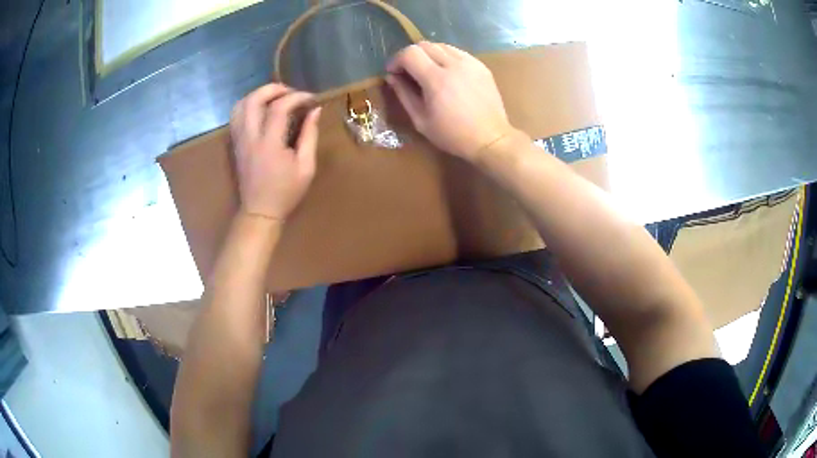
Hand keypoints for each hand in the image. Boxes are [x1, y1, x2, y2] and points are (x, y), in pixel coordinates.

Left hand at [230, 84, 321, 221]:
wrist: (259, 212)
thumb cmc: (286, 192)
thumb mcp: (306, 167)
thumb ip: (310, 136)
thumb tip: (315, 111)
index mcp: (269, 144)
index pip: (279, 107)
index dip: (297, 97)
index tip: (311, 99)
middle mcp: (250, 138)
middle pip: (254, 99)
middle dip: (274, 89)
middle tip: (291, 92)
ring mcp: (239, 140)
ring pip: (240, 105)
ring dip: (258, 95)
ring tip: (275, 98)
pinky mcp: (235, 143)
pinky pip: (235, 116)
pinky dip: (248, 105)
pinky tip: (261, 109)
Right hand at [386, 42, 513, 161]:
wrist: (491, 139)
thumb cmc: (453, 135)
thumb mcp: (421, 120)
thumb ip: (404, 95)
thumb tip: (391, 77)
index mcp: (437, 79)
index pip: (410, 53)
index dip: (396, 60)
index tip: (393, 72)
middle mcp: (454, 64)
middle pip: (424, 45)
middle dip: (410, 55)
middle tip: (408, 71)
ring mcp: (470, 63)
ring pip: (441, 45)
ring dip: (428, 54)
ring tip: (427, 71)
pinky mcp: (481, 66)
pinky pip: (457, 52)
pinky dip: (445, 57)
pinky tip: (446, 73)